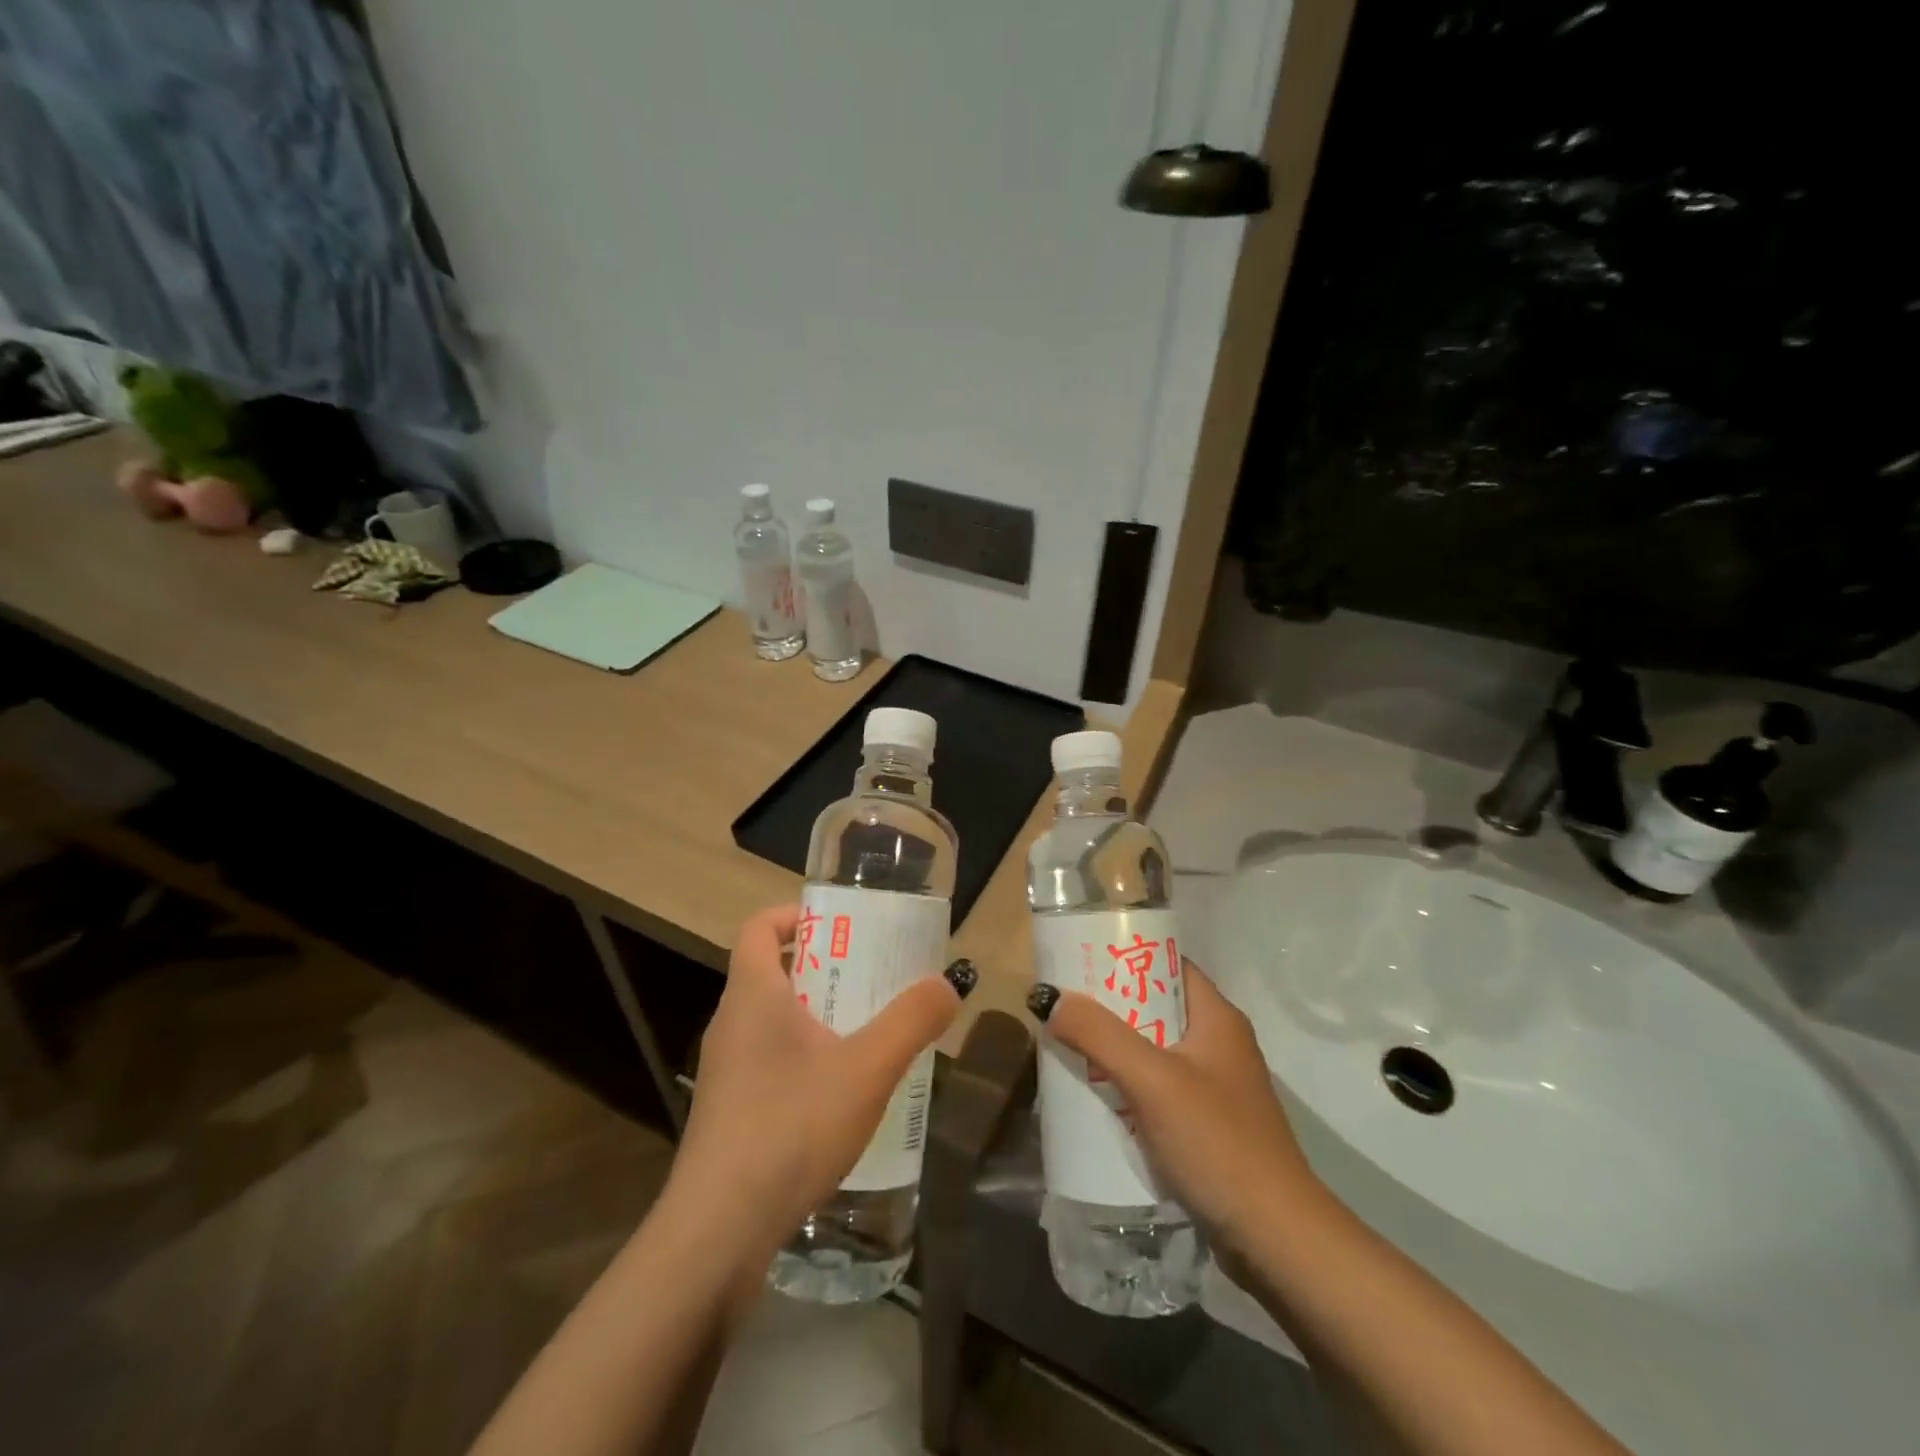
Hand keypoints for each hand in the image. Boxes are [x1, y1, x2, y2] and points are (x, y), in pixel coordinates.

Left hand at [668, 903, 969, 1246]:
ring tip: (865, 1034)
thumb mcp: (867, 1069)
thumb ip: (911, 1021)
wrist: (718, 1233)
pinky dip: (802, 1058)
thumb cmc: (791, 1126)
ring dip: (814, 1016)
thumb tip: (946, 984)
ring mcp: (724, 1072)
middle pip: (770, 972)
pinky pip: (767, 1062)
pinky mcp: (727, 1113)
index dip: (794, 915)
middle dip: (822, 968)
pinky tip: (839, 1096)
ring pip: (770, 1021)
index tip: (838, 925)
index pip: (759, 927)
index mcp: (753, 994)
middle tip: (871, 978)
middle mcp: (730, 1024)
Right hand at [1031, 960, 1319, 1268]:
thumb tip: (1050, 999)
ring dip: (1114, 1049)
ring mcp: (1215, 1087)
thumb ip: (1100, 1035)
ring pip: (1153, 1050)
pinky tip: (1097, 1096)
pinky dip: (1128, 1086)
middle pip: (1155, 1007)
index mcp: (1217, 1017)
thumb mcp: (1152, 1081)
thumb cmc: (1218, 1142)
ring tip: (1068, 1045)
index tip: (1079, 958)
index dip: (1125, 956)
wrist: (1277, 1240)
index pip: (1166, 965)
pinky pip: (1158, 1089)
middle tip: (1063, 1004)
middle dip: (1109, 1006)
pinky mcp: (1208, 1125)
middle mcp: (1219, 1043)